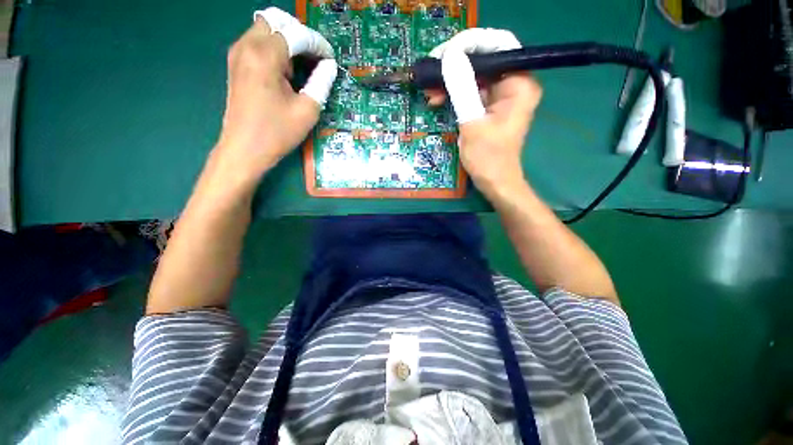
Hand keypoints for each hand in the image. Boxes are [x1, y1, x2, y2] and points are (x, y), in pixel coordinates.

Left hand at [216, 7, 337, 182]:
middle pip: (276, 20)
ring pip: (265, 28)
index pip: (296, 34)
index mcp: (265, 56)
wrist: (245, 149)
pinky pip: (256, 42)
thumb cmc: (277, 132)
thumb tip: (329, 66)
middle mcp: (247, 46)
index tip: (330, 58)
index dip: (317, 44)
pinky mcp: (236, 64)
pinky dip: (274, 48)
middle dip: (299, 34)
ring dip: (286, 40)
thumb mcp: (307, 110)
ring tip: (301, 66)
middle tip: (315, 57)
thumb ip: (321, 83)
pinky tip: (285, 71)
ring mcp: (238, 54)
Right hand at [426, 29, 542, 195]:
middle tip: (432, 72)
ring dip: (452, 83)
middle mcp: (514, 84)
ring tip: (431, 92)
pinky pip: (472, 93)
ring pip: (475, 77)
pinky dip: (455, 96)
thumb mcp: (472, 123)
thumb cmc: (488, 158)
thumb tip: (450, 56)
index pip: (498, 47)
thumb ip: (462, 89)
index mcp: (519, 84)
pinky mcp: (490, 108)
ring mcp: (502, 97)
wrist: (494, 182)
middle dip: (456, 66)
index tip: (445, 53)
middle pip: (484, 61)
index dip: (471, 45)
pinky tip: (438, 100)